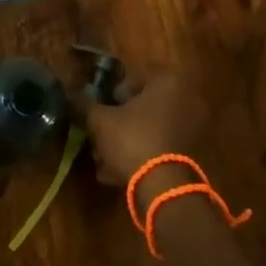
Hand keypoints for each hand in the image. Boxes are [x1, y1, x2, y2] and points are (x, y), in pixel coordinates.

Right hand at [85, 70, 213, 187]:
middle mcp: (186, 99)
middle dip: (122, 118)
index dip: (113, 92)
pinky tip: (118, 172)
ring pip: (152, 128)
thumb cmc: (132, 139)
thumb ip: (85, 104)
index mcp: (167, 82)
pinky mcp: (193, 154)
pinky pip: (161, 147)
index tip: (101, 107)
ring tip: (105, 158)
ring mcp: (193, 128)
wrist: (163, 187)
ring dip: (129, 139)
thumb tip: (72, 94)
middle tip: (102, 132)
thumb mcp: (100, 120)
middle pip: (145, 104)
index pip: (134, 77)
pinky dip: (142, 155)